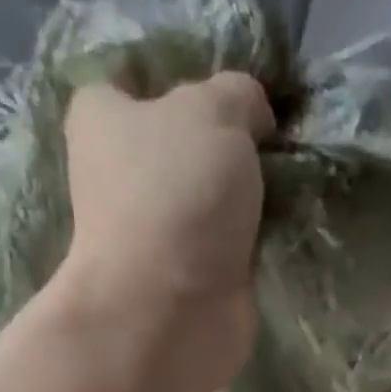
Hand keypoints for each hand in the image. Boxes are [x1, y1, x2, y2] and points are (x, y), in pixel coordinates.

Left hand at [59, 74, 275, 388]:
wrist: (170, 313)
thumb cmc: (175, 196)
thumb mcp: (215, 111)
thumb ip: (239, 95)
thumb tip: (253, 116)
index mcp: (102, 119)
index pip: (133, 79)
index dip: (182, 78)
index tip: (229, 89)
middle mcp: (118, 176)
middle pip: (179, 143)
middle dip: (224, 141)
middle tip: (272, 136)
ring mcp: (153, 235)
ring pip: (207, 199)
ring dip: (243, 196)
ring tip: (288, 180)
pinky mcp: (185, 281)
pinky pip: (226, 246)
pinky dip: (251, 240)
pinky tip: (282, 226)